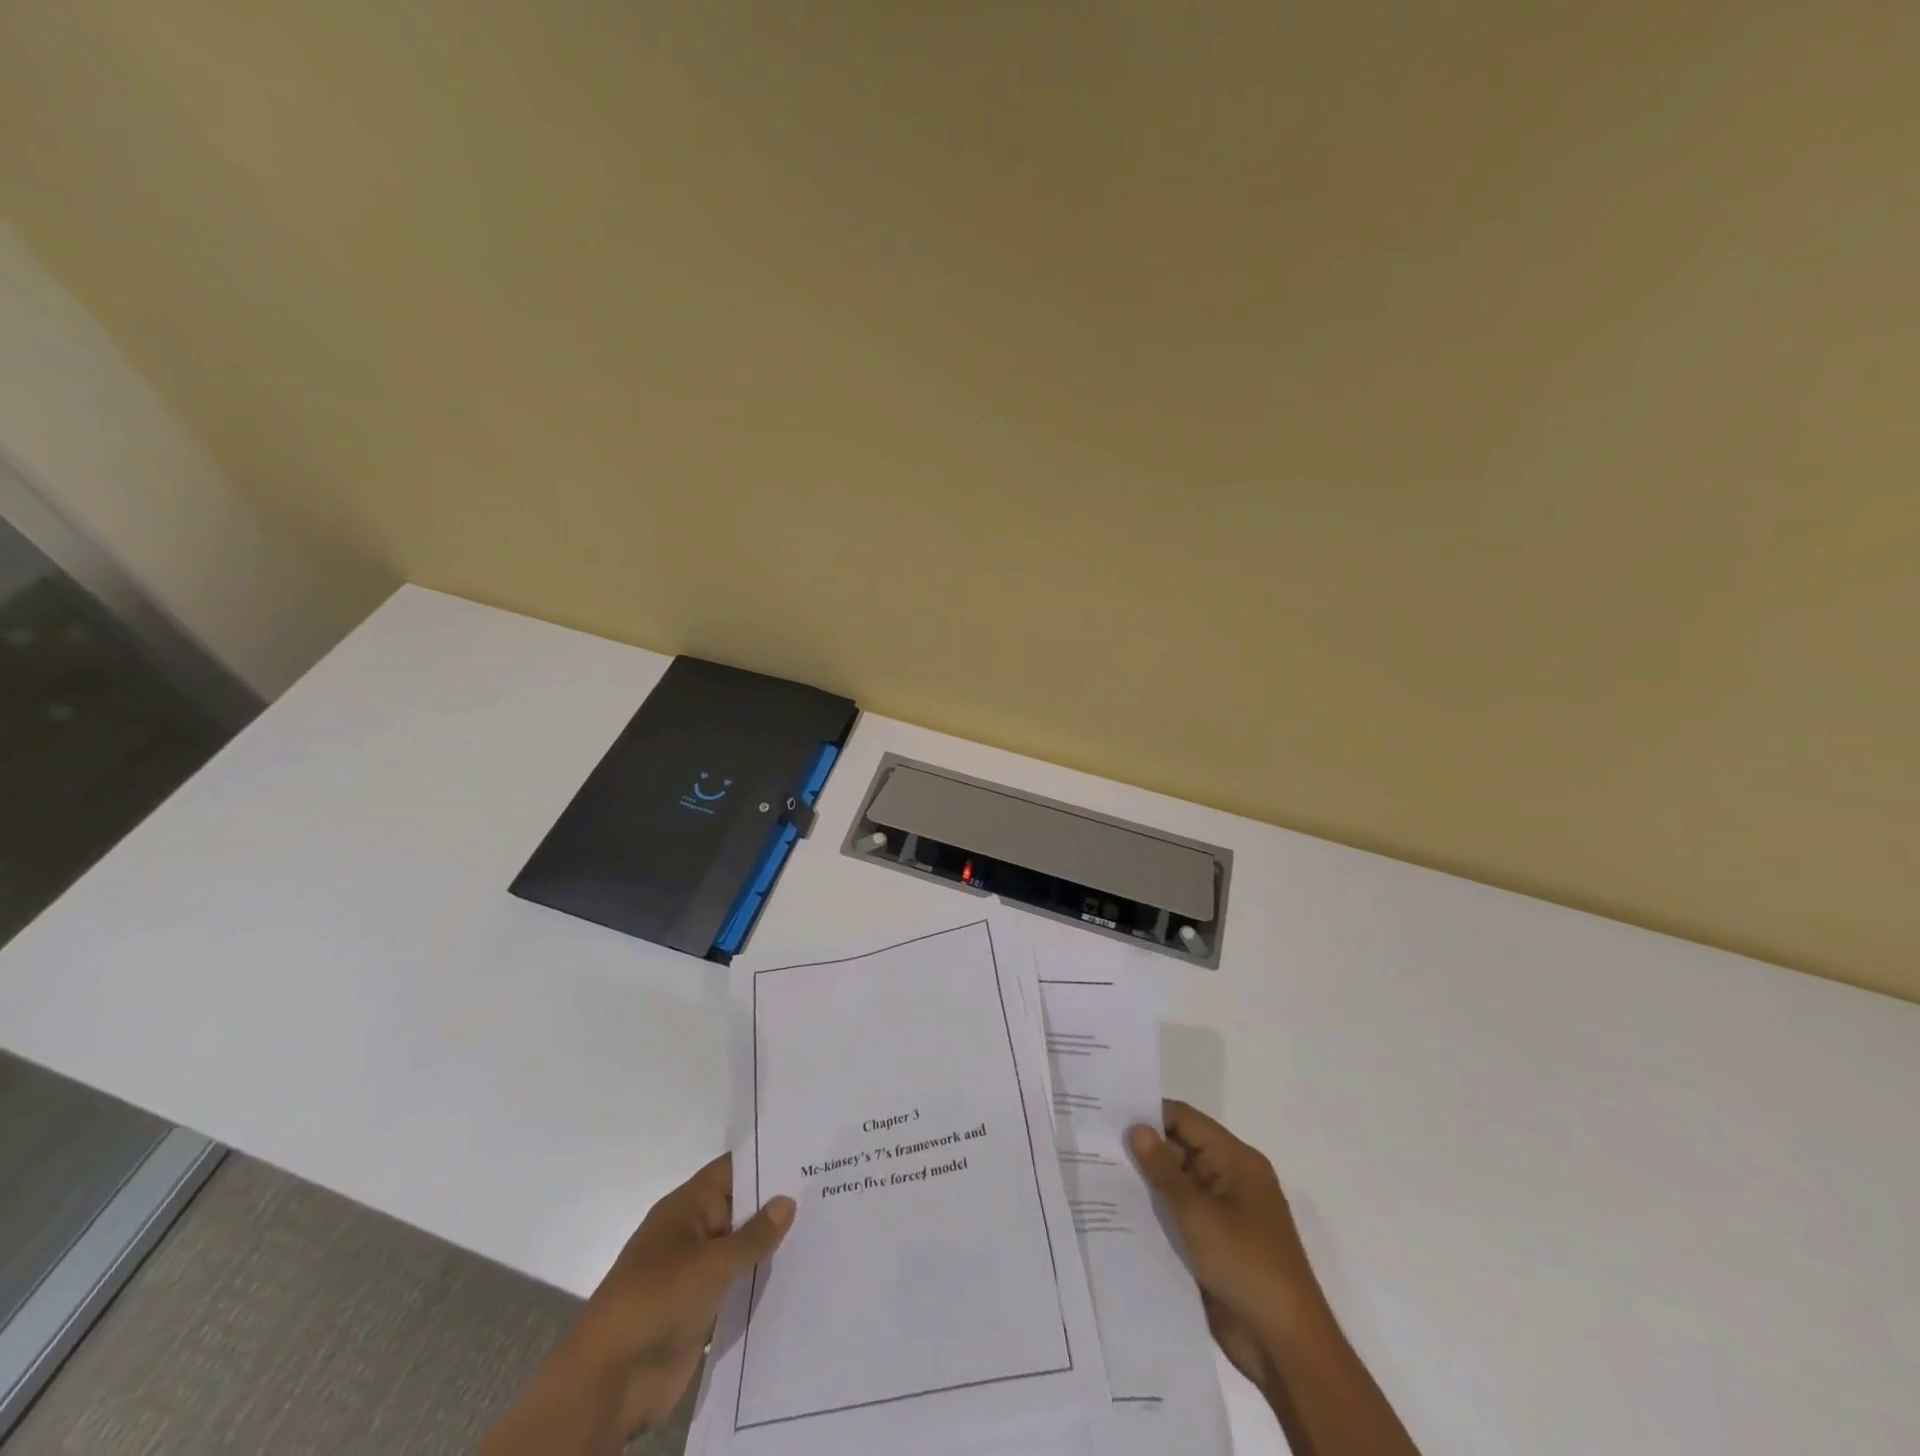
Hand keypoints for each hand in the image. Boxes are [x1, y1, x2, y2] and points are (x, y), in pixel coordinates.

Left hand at [484, 1155, 794, 1455]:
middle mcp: (692, 1235)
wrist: (609, 1383)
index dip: (767, 1161)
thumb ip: (753, 1235)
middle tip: (829, 1192)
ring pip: (742, 1253)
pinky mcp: (701, 1314)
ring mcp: (695, 1276)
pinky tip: (801, 1281)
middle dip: (777, 1207)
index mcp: (686, 1209)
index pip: (732, 1171)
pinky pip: (737, 1292)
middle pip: (741, 1211)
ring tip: (825, 1234)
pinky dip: (761, 1288)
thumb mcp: (711, 1263)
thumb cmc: (656, 1301)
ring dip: (772, 1251)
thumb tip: (788, 1200)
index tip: (809, 1154)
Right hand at [1127, 1101, 1330, 1388]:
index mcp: (1236, 1160)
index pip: (1186, 1120)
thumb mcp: (1197, 1212)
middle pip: (1181, 1149)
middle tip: (1095, 1145)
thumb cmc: (1244, 1264)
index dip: (1150, 1114)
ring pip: (1178, 1184)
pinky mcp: (1216, 1244)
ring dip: (1148, 1184)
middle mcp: (1231, 1179)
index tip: (1109, 1116)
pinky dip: (1158, 1213)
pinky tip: (1122, 1214)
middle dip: (1143, 1149)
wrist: (1284, 1346)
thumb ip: (1162, 1168)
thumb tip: (1136, 1127)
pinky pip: (1182, 1216)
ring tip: (1099, 1176)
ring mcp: (1225, 1213)